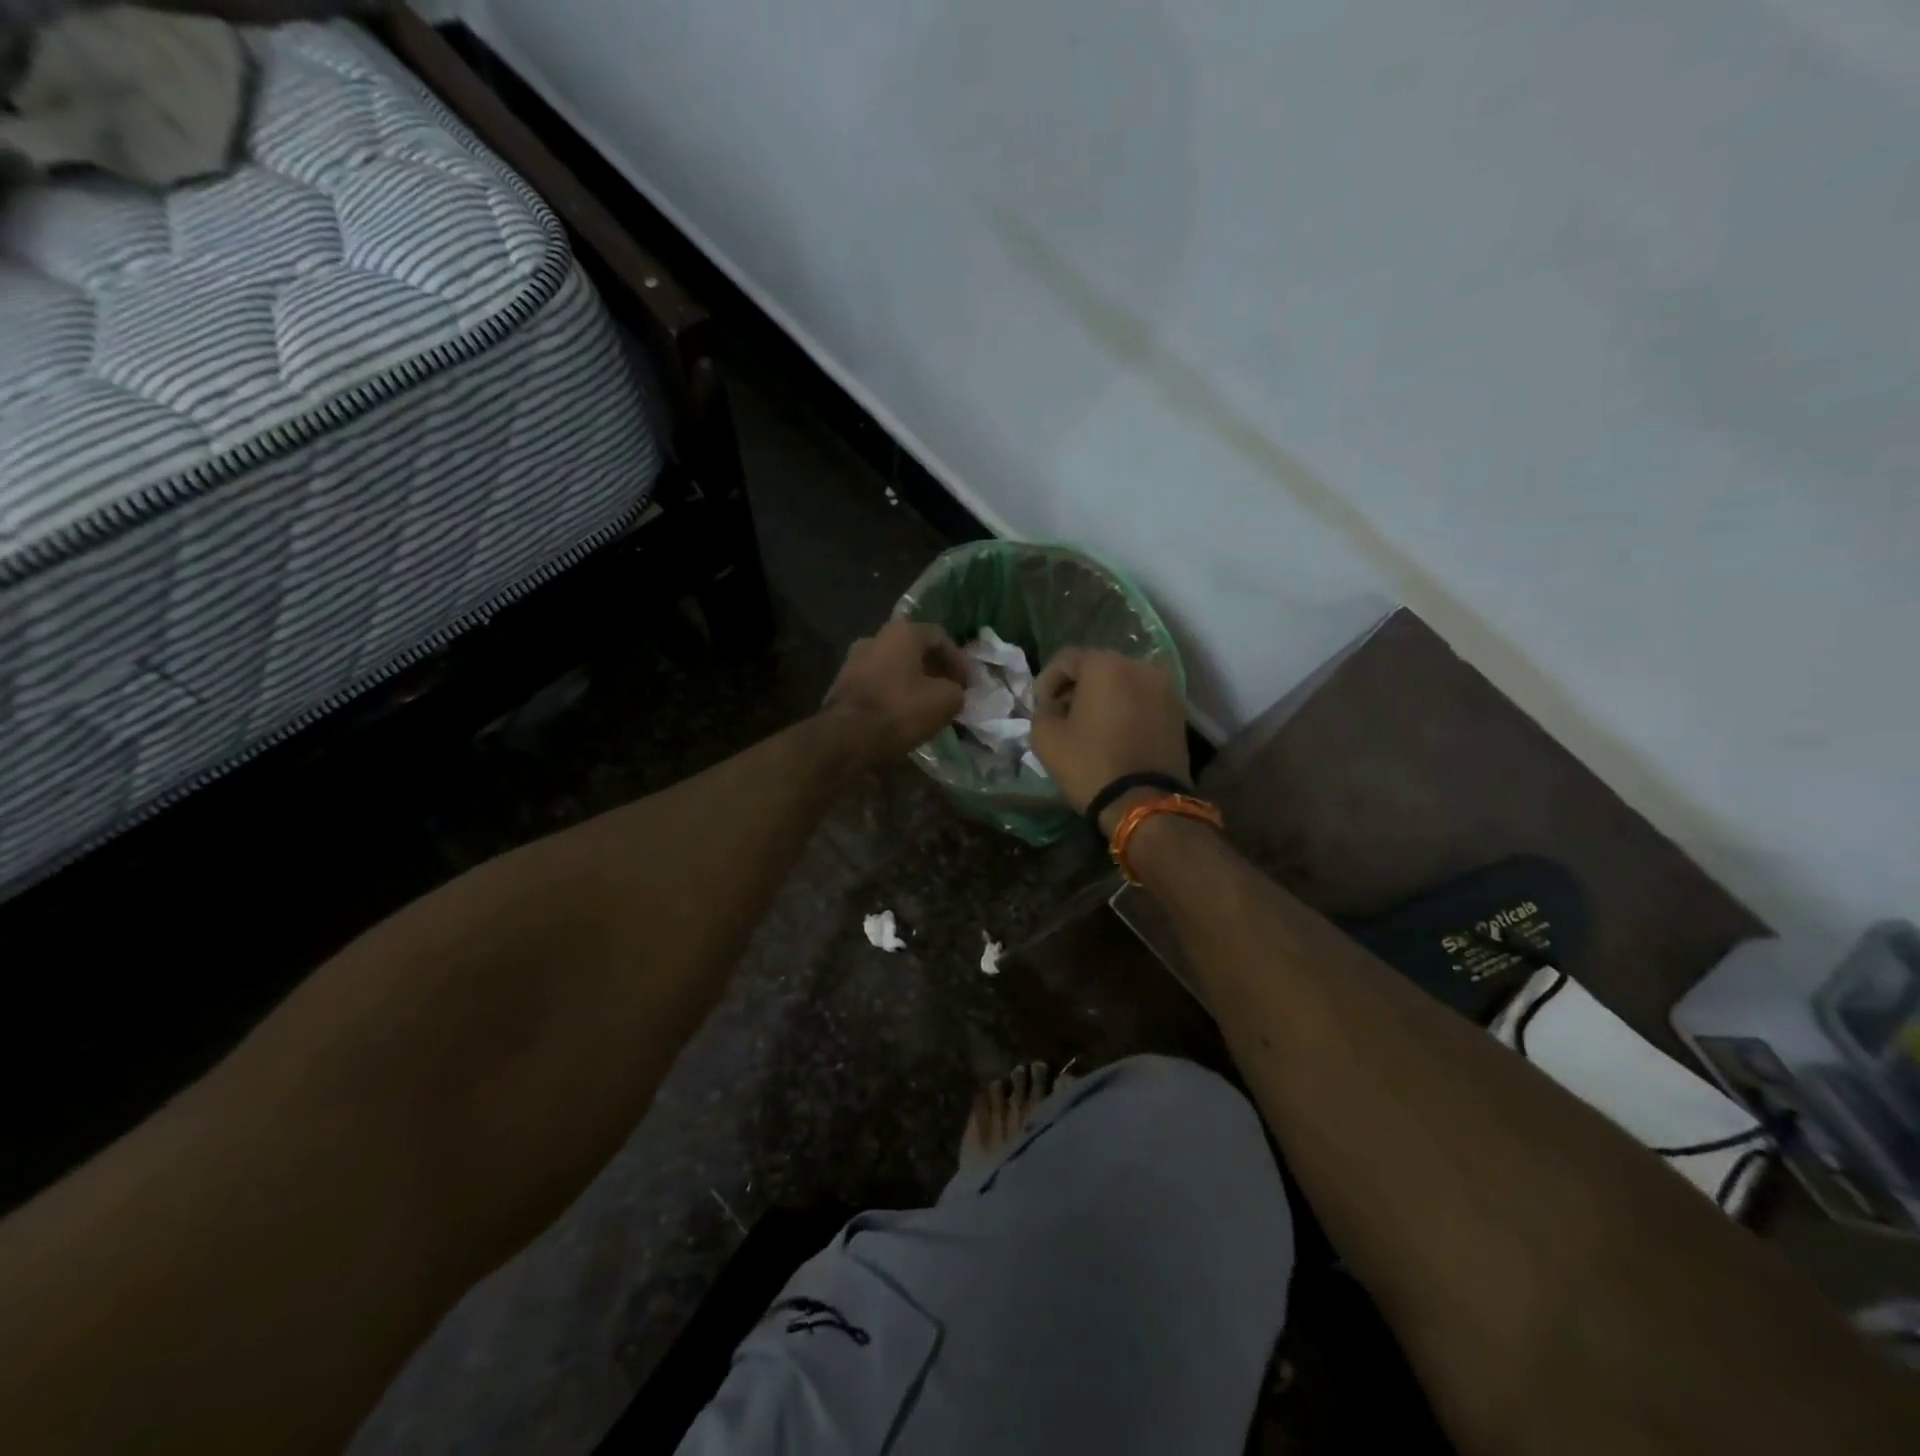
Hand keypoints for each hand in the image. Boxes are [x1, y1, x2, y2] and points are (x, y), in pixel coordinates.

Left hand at [822, 621, 965, 765]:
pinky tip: (904, 713)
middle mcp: (876, 637)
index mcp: (902, 632)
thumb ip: (957, 691)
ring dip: (914, 682)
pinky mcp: (842, 684)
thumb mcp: (945, 701)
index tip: (969, 685)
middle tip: (951, 692)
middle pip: (915, 650)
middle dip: (936, 671)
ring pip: (895, 667)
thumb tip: (953, 693)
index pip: (940, 637)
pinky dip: (895, 694)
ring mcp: (854, 659)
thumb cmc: (900, 710)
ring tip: (929, 704)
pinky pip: (878, 683)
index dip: (959, 660)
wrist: (846, 736)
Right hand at [1031, 649, 1190, 832]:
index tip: (1040, 705)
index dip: (1047, 680)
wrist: (1145, 803)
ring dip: (1103, 696)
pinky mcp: (1178, 711)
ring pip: (1123, 682)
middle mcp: (1139, 666)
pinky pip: (1143, 699)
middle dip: (1077, 686)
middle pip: (1098, 666)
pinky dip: (1126, 707)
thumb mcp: (1046, 737)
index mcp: (1105, 665)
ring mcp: (1164, 687)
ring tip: (1089, 724)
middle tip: (1062, 713)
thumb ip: (1042, 709)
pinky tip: (1114, 731)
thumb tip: (1053, 703)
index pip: (1066, 659)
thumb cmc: (1090, 764)